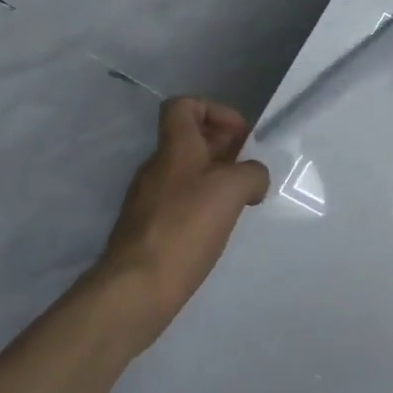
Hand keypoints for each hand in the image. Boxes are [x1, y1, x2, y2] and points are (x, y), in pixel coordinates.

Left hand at [95, 97, 270, 330]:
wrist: (137, 286)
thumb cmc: (186, 226)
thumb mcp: (233, 189)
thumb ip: (252, 173)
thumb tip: (254, 179)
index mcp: (175, 148)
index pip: (184, 106)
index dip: (215, 110)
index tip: (240, 135)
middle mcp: (157, 167)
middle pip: (190, 140)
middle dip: (224, 147)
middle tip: (250, 169)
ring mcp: (149, 198)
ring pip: (187, 172)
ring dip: (216, 178)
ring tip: (241, 200)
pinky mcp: (149, 228)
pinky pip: (181, 202)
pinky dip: (203, 205)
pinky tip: (220, 227)